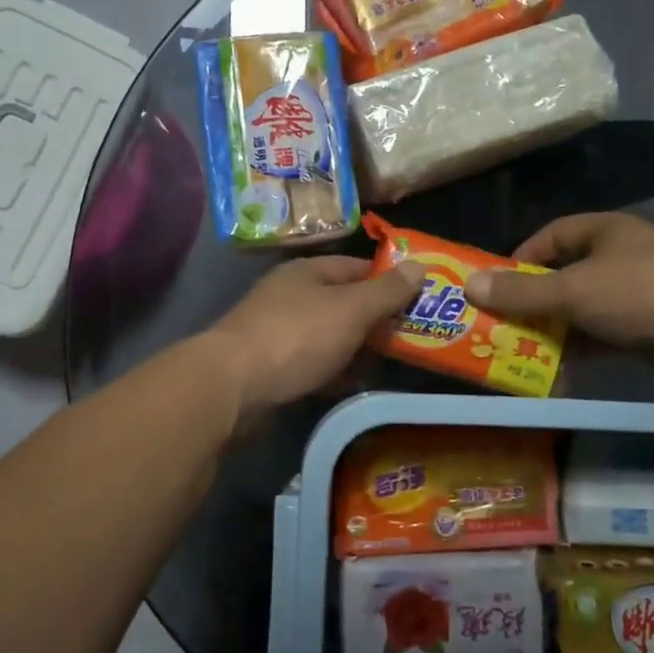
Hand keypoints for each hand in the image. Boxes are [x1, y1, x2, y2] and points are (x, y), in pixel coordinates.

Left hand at [208, 255, 423, 422]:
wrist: (232, 387)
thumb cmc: (297, 337)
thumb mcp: (350, 309)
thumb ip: (387, 291)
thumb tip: (421, 265)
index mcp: (308, 272)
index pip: (358, 267)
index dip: (390, 280)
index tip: (421, 300)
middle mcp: (291, 296)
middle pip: (344, 303)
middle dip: (377, 320)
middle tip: (415, 338)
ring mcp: (279, 332)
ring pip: (330, 336)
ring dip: (358, 349)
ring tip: (393, 365)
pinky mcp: (272, 367)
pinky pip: (314, 364)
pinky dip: (335, 372)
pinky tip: (354, 385)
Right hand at [463, 213, 653, 384]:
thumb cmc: (640, 291)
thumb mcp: (572, 290)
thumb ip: (521, 291)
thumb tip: (469, 285)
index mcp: (604, 232)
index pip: (551, 236)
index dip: (520, 257)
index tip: (495, 284)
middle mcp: (619, 258)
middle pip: (564, 276)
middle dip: (533, 301)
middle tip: (501, 324)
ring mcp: (637, 294)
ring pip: (583, 310)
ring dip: (555, 330)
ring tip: (521, 352)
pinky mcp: (649, 328)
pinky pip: (603, 337)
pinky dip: (581, 351)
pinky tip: (557, 371)